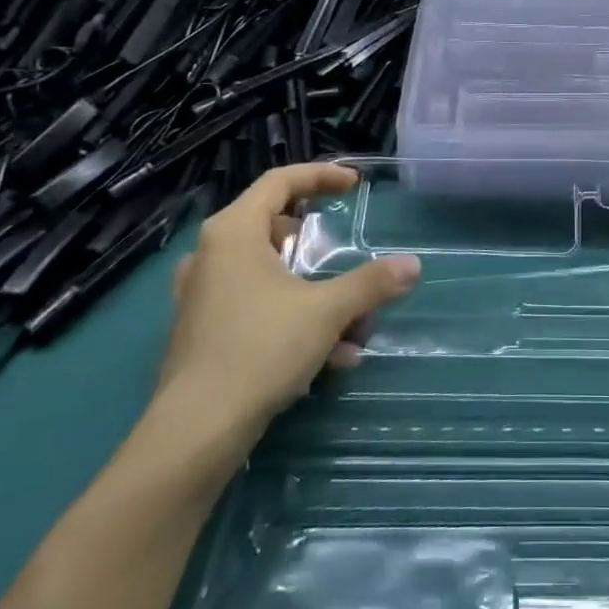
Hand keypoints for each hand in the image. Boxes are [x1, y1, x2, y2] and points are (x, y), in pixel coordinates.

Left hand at [153, 164, 419, 458]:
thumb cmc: (260, 349)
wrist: (195, 432)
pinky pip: (255, 307)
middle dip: (317, 244)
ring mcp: (201, 295)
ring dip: (314, 292)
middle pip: (272, 225)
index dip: (321, 175)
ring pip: (267, 273)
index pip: (280, 181)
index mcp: (234, 232)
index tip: (355, 186)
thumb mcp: (327, 311)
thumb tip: (413, 265)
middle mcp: (211, 255)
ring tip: (352, 325)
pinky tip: (331, 358)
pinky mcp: (202, 332)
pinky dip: (293, 319)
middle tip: (342, 250)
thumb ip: (371, 283)